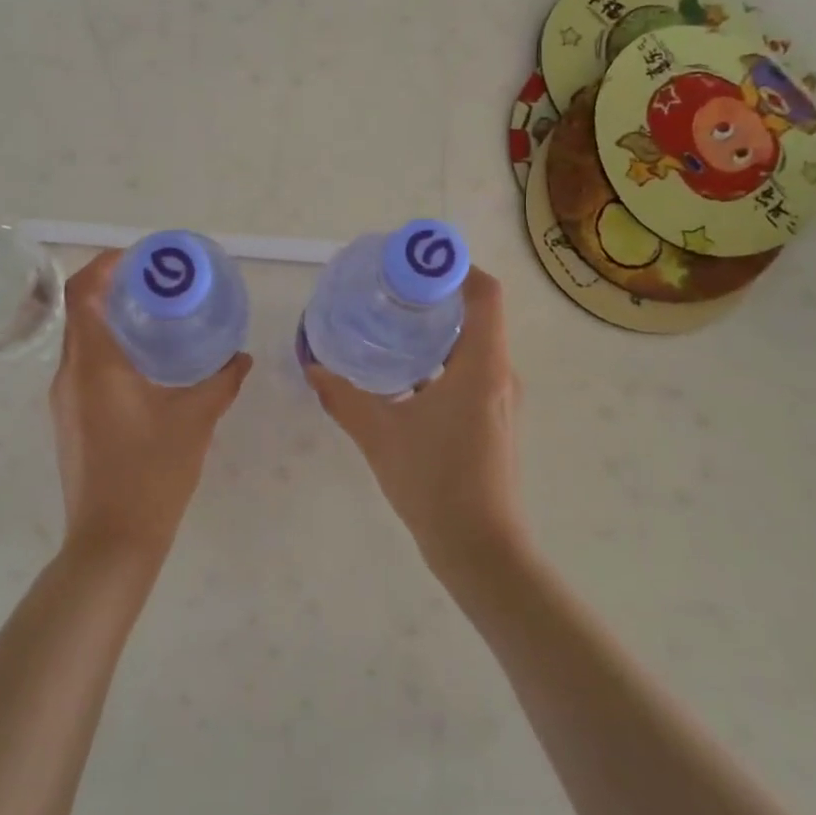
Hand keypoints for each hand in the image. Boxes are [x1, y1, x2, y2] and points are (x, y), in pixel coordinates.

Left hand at [49, 251, 251, 564]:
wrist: (112, 541)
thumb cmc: (152, 473)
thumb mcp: (196, 420)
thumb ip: (221, 381)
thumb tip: (240, 356)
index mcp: (94, 364)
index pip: (81, 292)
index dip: (104, 264)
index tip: (139, 258)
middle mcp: (69, 374)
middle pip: (81, 311)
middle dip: (114, 289)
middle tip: (158, 284)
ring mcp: (64, 399)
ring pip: (82, 341)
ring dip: (111, 321)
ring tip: (156, 318)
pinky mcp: (69, 420)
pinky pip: (84, 367)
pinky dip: (109, 350)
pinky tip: (146, 366)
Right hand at [305, 267, 525, 574]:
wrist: (481, 551)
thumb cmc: (435, 483)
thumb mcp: (379, 434)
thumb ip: (344, 397)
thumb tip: (313, 367)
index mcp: (482, 365)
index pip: (484, 293)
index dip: (454, 267)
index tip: (414, 263)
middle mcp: (501, 374)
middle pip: (477, 314)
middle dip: (436, 296)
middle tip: (390, 291)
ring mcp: (502, 400)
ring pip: (474, 345)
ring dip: (438, 330)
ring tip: (392, 325)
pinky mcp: (495, 421)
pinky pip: (473, 371)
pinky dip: (442, 360)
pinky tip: (405, 376)